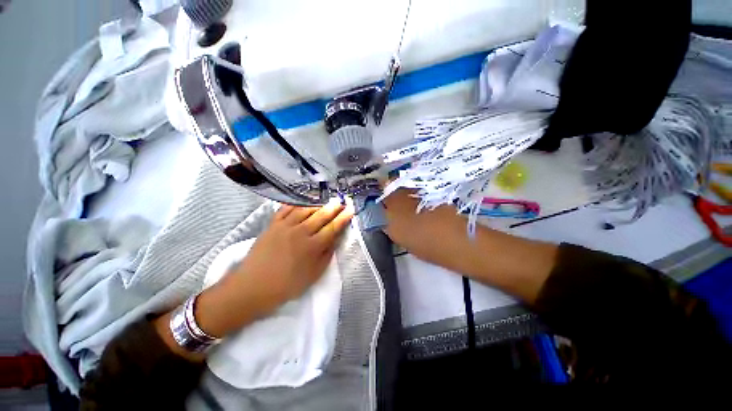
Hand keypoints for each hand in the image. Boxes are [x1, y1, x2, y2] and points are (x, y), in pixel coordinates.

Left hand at [234, 201, 354, 309]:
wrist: (253, 287)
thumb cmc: (286, 285)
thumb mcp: (313, 275)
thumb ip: (326, 255)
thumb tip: (335, 240)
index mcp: (313, 246)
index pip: (333, 228)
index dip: (343, 218)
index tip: (351, 209)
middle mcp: (301, 232)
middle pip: (321, 215)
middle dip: (333, 207)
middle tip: (341, 200)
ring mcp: (285, 226)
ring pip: (305, 210)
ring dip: (317, 203)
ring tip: (325, 199)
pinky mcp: (272, 225)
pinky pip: (286, 209)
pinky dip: (295, 203)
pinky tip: (302, 201)